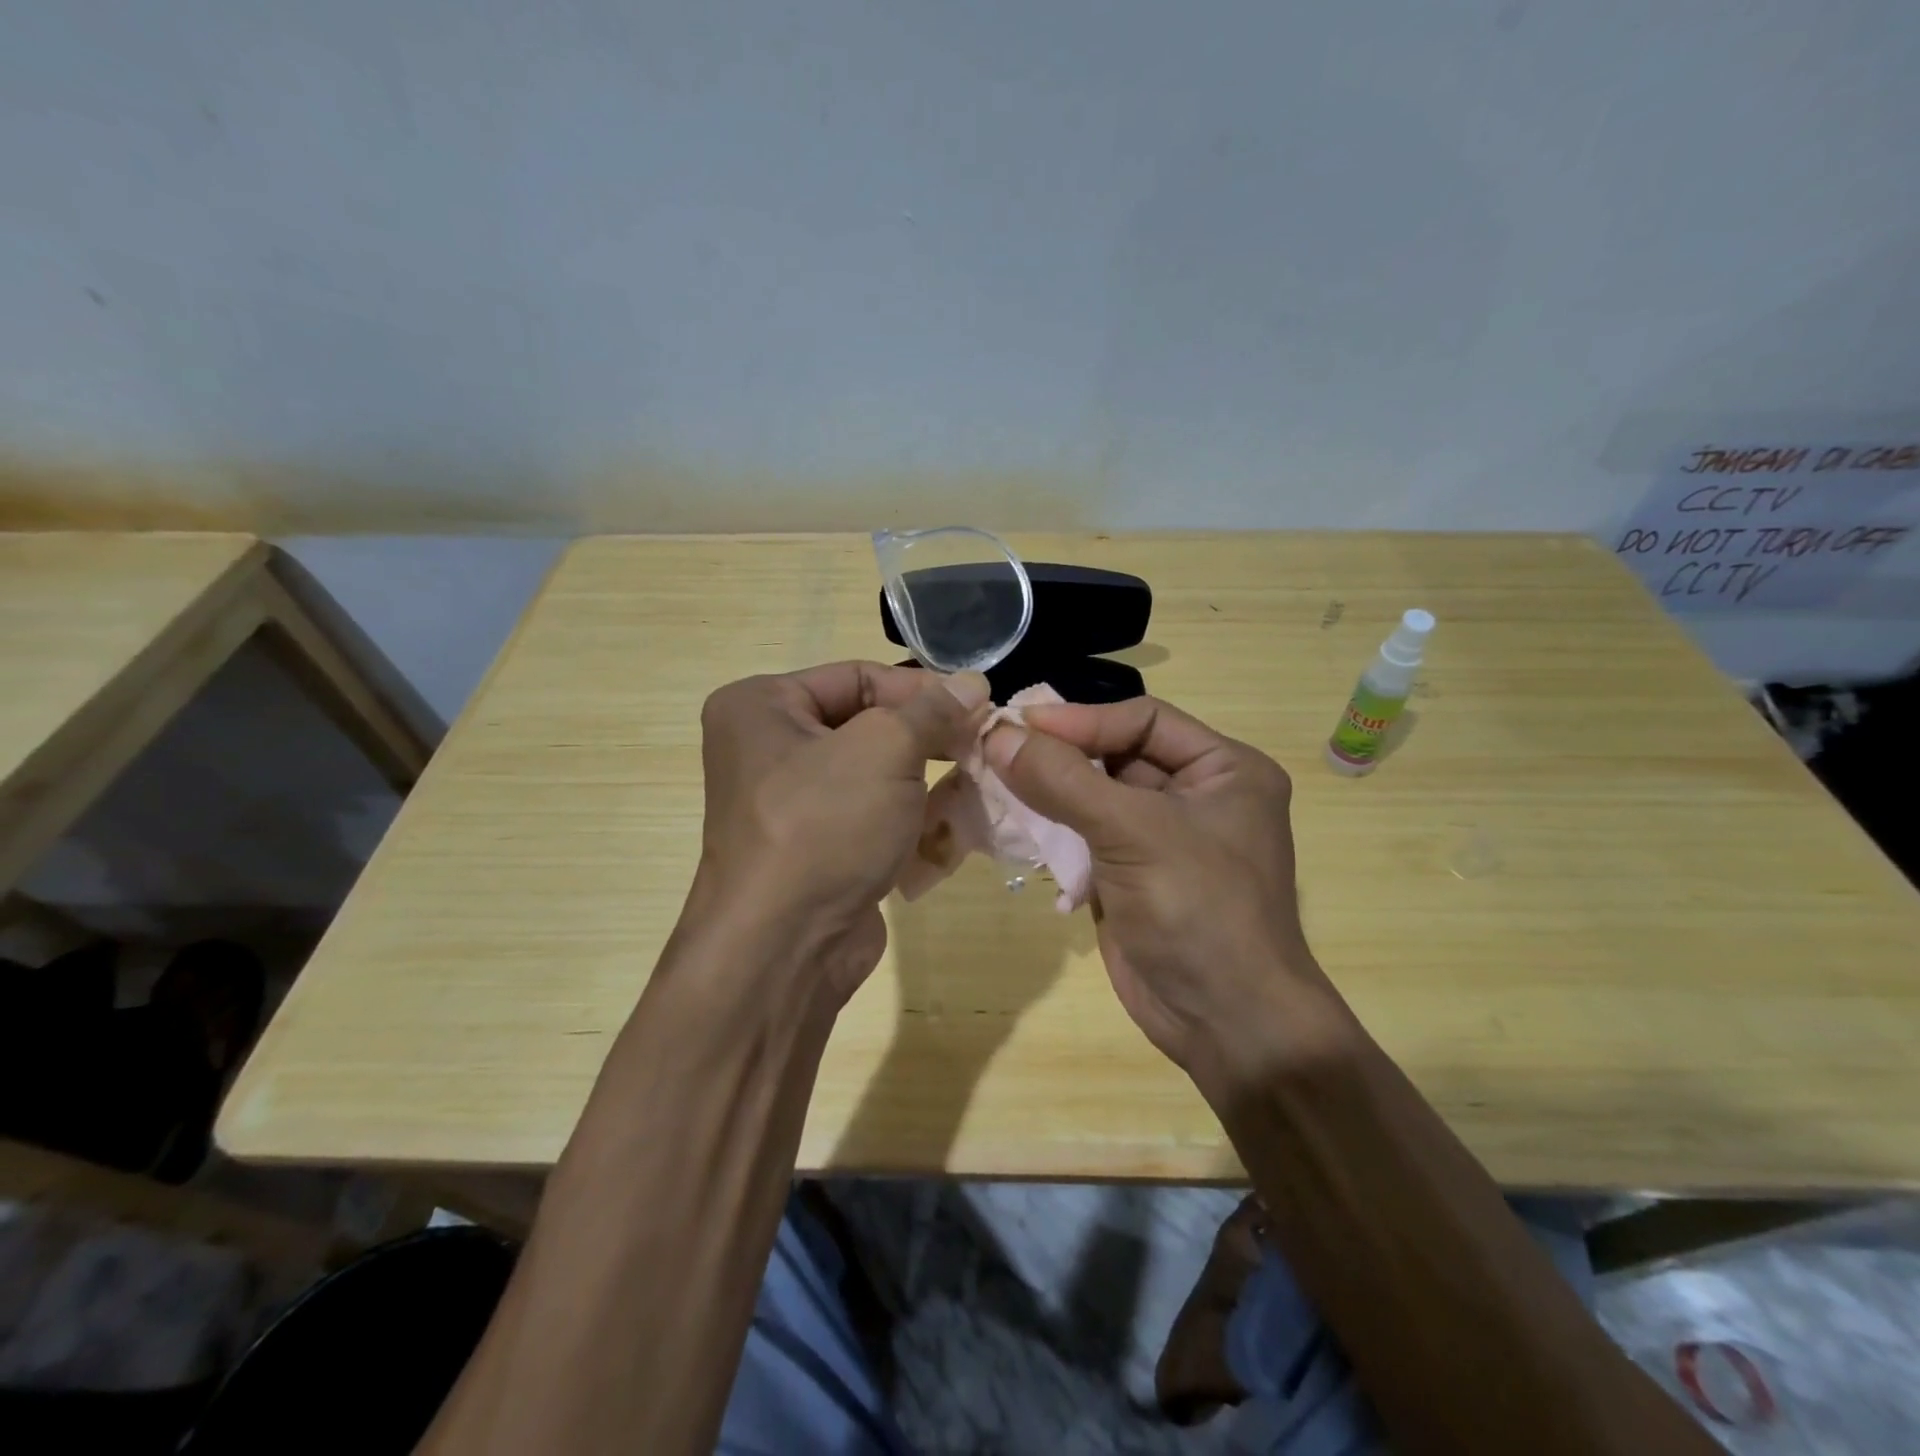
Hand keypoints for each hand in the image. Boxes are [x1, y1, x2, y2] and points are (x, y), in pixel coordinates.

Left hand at [692, 662, 989, 1004]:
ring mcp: (790, 805)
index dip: (922, 689)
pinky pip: (870, 817)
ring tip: (975, 783)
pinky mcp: (815, 849)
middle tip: (980, 746)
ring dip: (926, 781)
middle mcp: (767, 749)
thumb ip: (933, 710)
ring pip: (875, 775)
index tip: (977, 705)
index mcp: (761, 707)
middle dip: (927, 738)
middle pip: (867, 725)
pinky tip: (949, 827)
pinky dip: (909, 820)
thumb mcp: (885, 750)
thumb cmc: (824, 825)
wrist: (784, 948)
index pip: (858, 677)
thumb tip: (973, 681)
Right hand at [984, 697, 1331, 1080]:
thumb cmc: (1198, 910)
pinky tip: (1013, 821)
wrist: (1225, 1024)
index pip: (1143, 719)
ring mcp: (1161, 837)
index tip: (1017, 722)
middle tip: (995, 745)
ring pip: (1094, 794)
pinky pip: (1085, 834)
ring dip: (1048, 789)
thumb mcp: (1134, 833)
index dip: (1080, 719)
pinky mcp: (1131, 873)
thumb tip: (998, 733)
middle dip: (1059, 753)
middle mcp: (1196, 794)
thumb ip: (1064, 780)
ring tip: (992, 776)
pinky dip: (1051, 827)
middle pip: (1116, 754)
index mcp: (1223, 769)